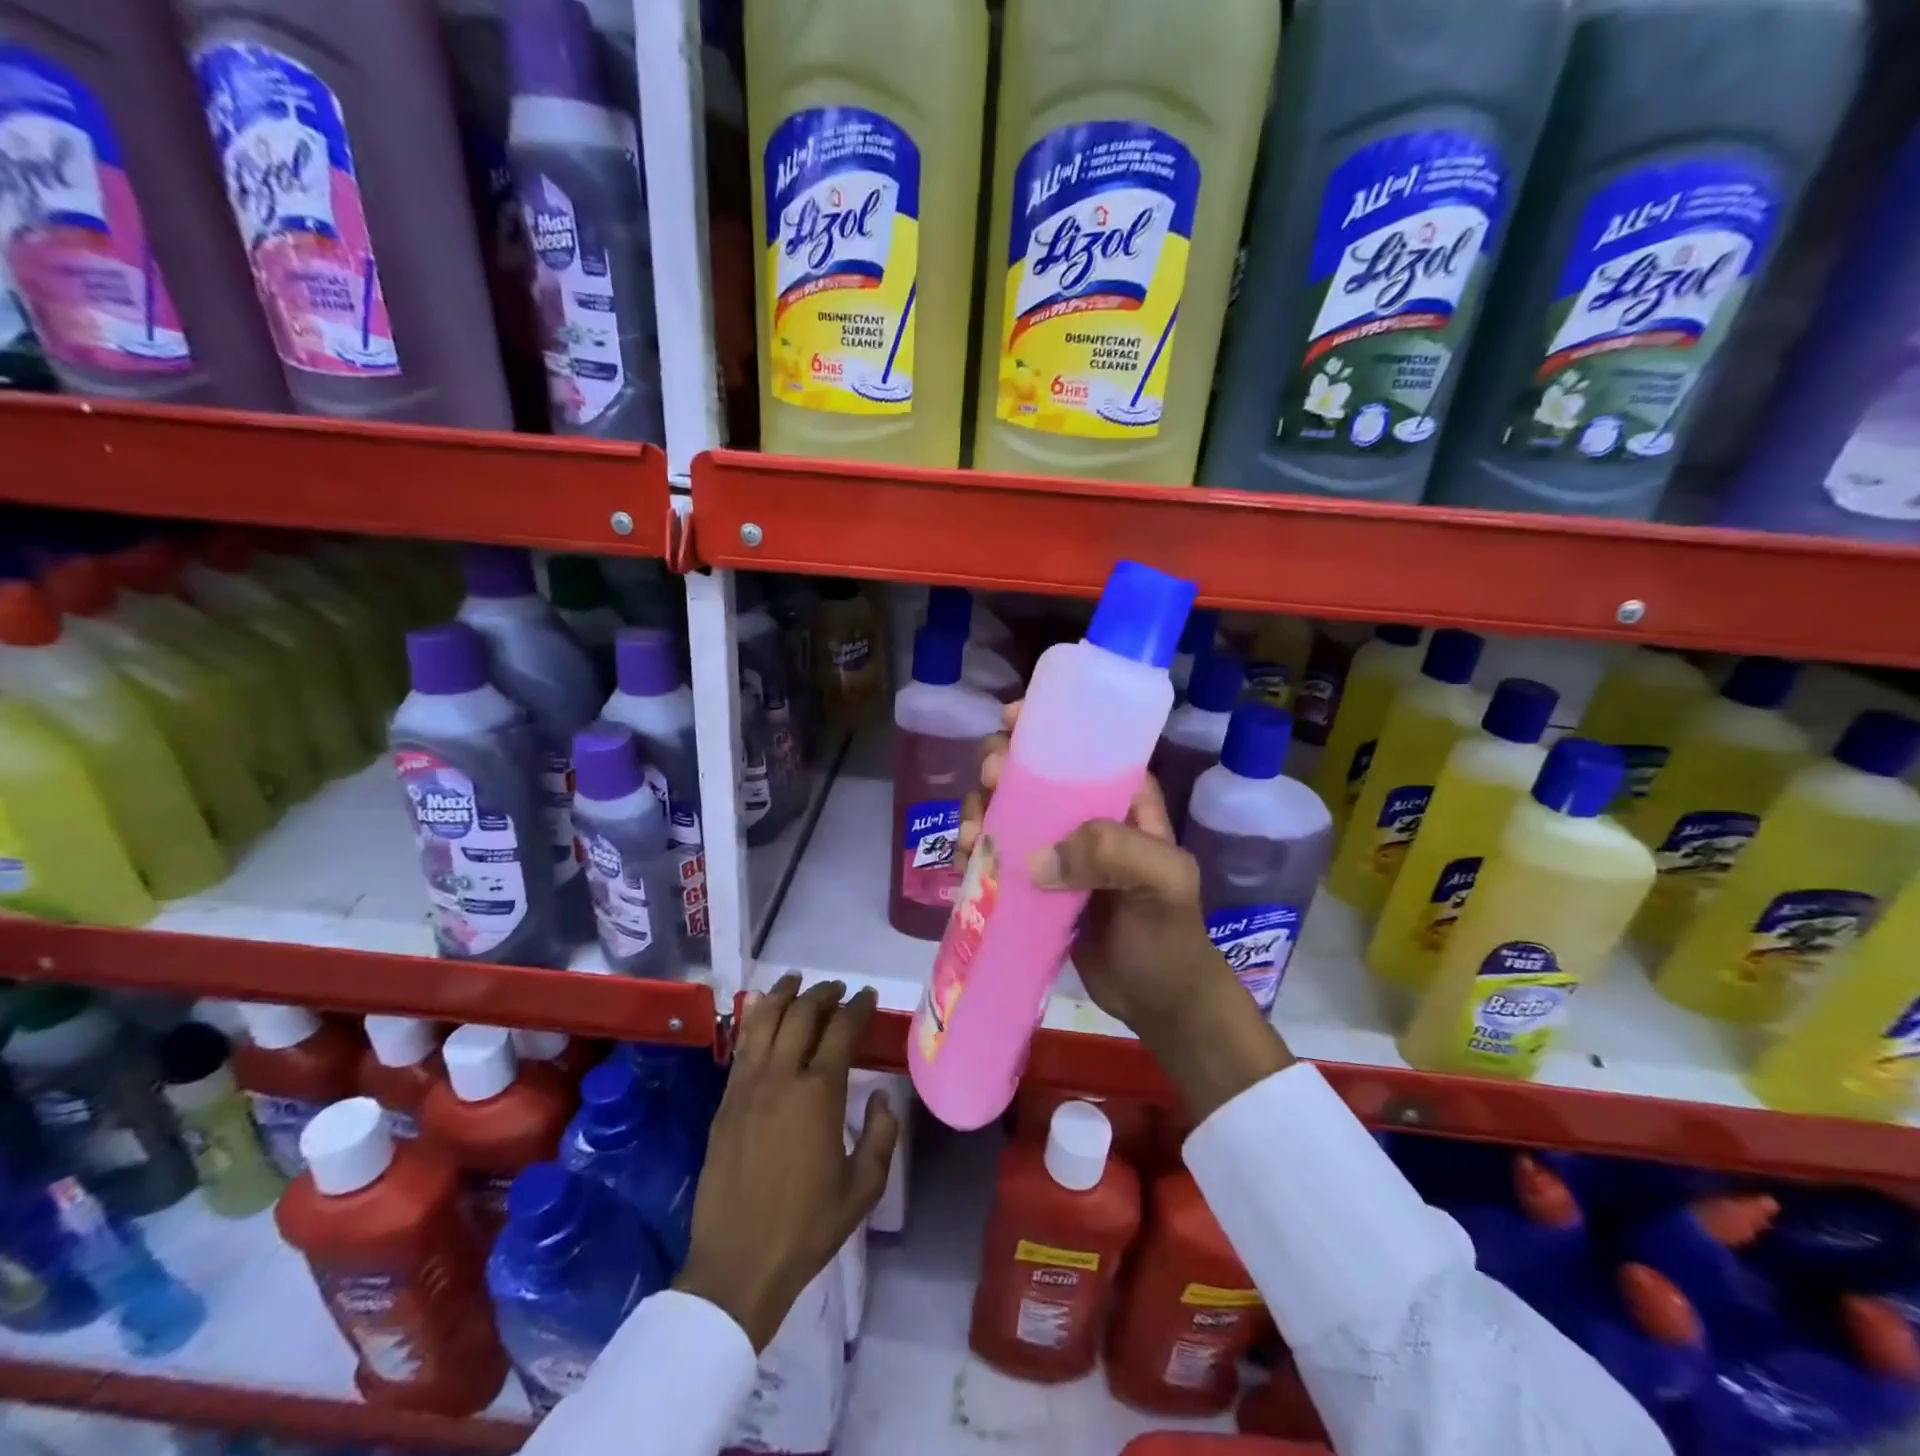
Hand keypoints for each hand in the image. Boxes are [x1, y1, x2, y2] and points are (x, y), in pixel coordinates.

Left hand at [675, 978, 898, 1350]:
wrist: (737, 1265)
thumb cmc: (807, 1228)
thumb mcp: (863, 1188)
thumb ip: (881, 1136)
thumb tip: (883, 1098)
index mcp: (819, 1094)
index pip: (841, 1031)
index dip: (857, 1008)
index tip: (867, 997)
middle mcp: (781, 1077)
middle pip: (801, 1015)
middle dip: (823, 994)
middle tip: (837, 990)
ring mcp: (747, 1087)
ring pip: (764, 1021)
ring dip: (783, 994)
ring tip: (796, 981)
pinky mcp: (725, 1102)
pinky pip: (742, 1046)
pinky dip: (756, 1020)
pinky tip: (763, 1016)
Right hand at [959, 701, 1291, 1119]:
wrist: (1158, 1003)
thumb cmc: (1169, 936)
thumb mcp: (1162, 883)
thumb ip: (1113, 853)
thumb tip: (1035, 860)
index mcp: (1123, 800)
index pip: (1082, 748)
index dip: (1045, 727)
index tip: (1009, 721)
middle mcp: (1086, 817)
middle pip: (1033, 775)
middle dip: (1001, 769)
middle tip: (988, 785)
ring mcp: (1058, 852)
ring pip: (1008, 813)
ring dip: (980, 811)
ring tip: (970, 835)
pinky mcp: (1035, 885)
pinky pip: (998, 855)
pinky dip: (976, 850)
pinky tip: (965, 860)